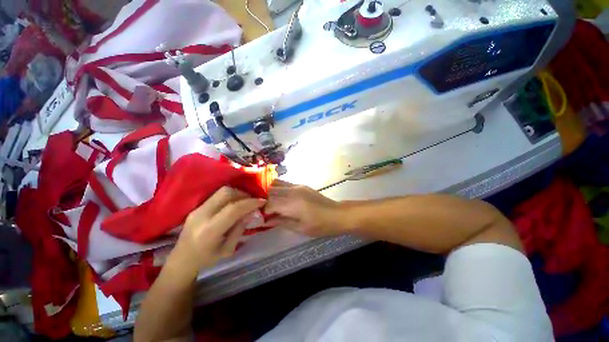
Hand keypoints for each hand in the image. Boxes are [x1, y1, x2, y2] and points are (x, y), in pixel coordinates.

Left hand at [167, 187, 265, 277]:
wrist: (181, 261)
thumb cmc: (206, 260)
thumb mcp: (228, 249)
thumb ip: (240, 228)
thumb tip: (252, 211)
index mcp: (209, 231)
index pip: (233, 209)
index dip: (250, 202)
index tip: (262, 201)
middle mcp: (201, 215)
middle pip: (226, 193)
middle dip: (244, 194)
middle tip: (253, 201)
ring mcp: (197, 209)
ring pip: (222, 191)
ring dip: (237, 193)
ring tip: (245, 202)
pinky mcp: (197, 206)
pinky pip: (217, 195)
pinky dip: (230, 196)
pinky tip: (235, 203)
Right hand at [266, 180, 345, 236]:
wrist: (336, 214)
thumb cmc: (319, 225)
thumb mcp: (300, 228)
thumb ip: (281, 222)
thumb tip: (267, 221)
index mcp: (292, 203)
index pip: (269, 203)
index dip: (262, 210)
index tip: (260, 217)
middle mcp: (293, 191)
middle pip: (271, 190)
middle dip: (263, 199)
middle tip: (261, 209)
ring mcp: (297, 186)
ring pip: (277, 183)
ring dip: (270, 192)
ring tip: (268, 202)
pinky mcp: (302, 185)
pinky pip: (285, 184)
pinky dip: (278, 189)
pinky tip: (279, 198)